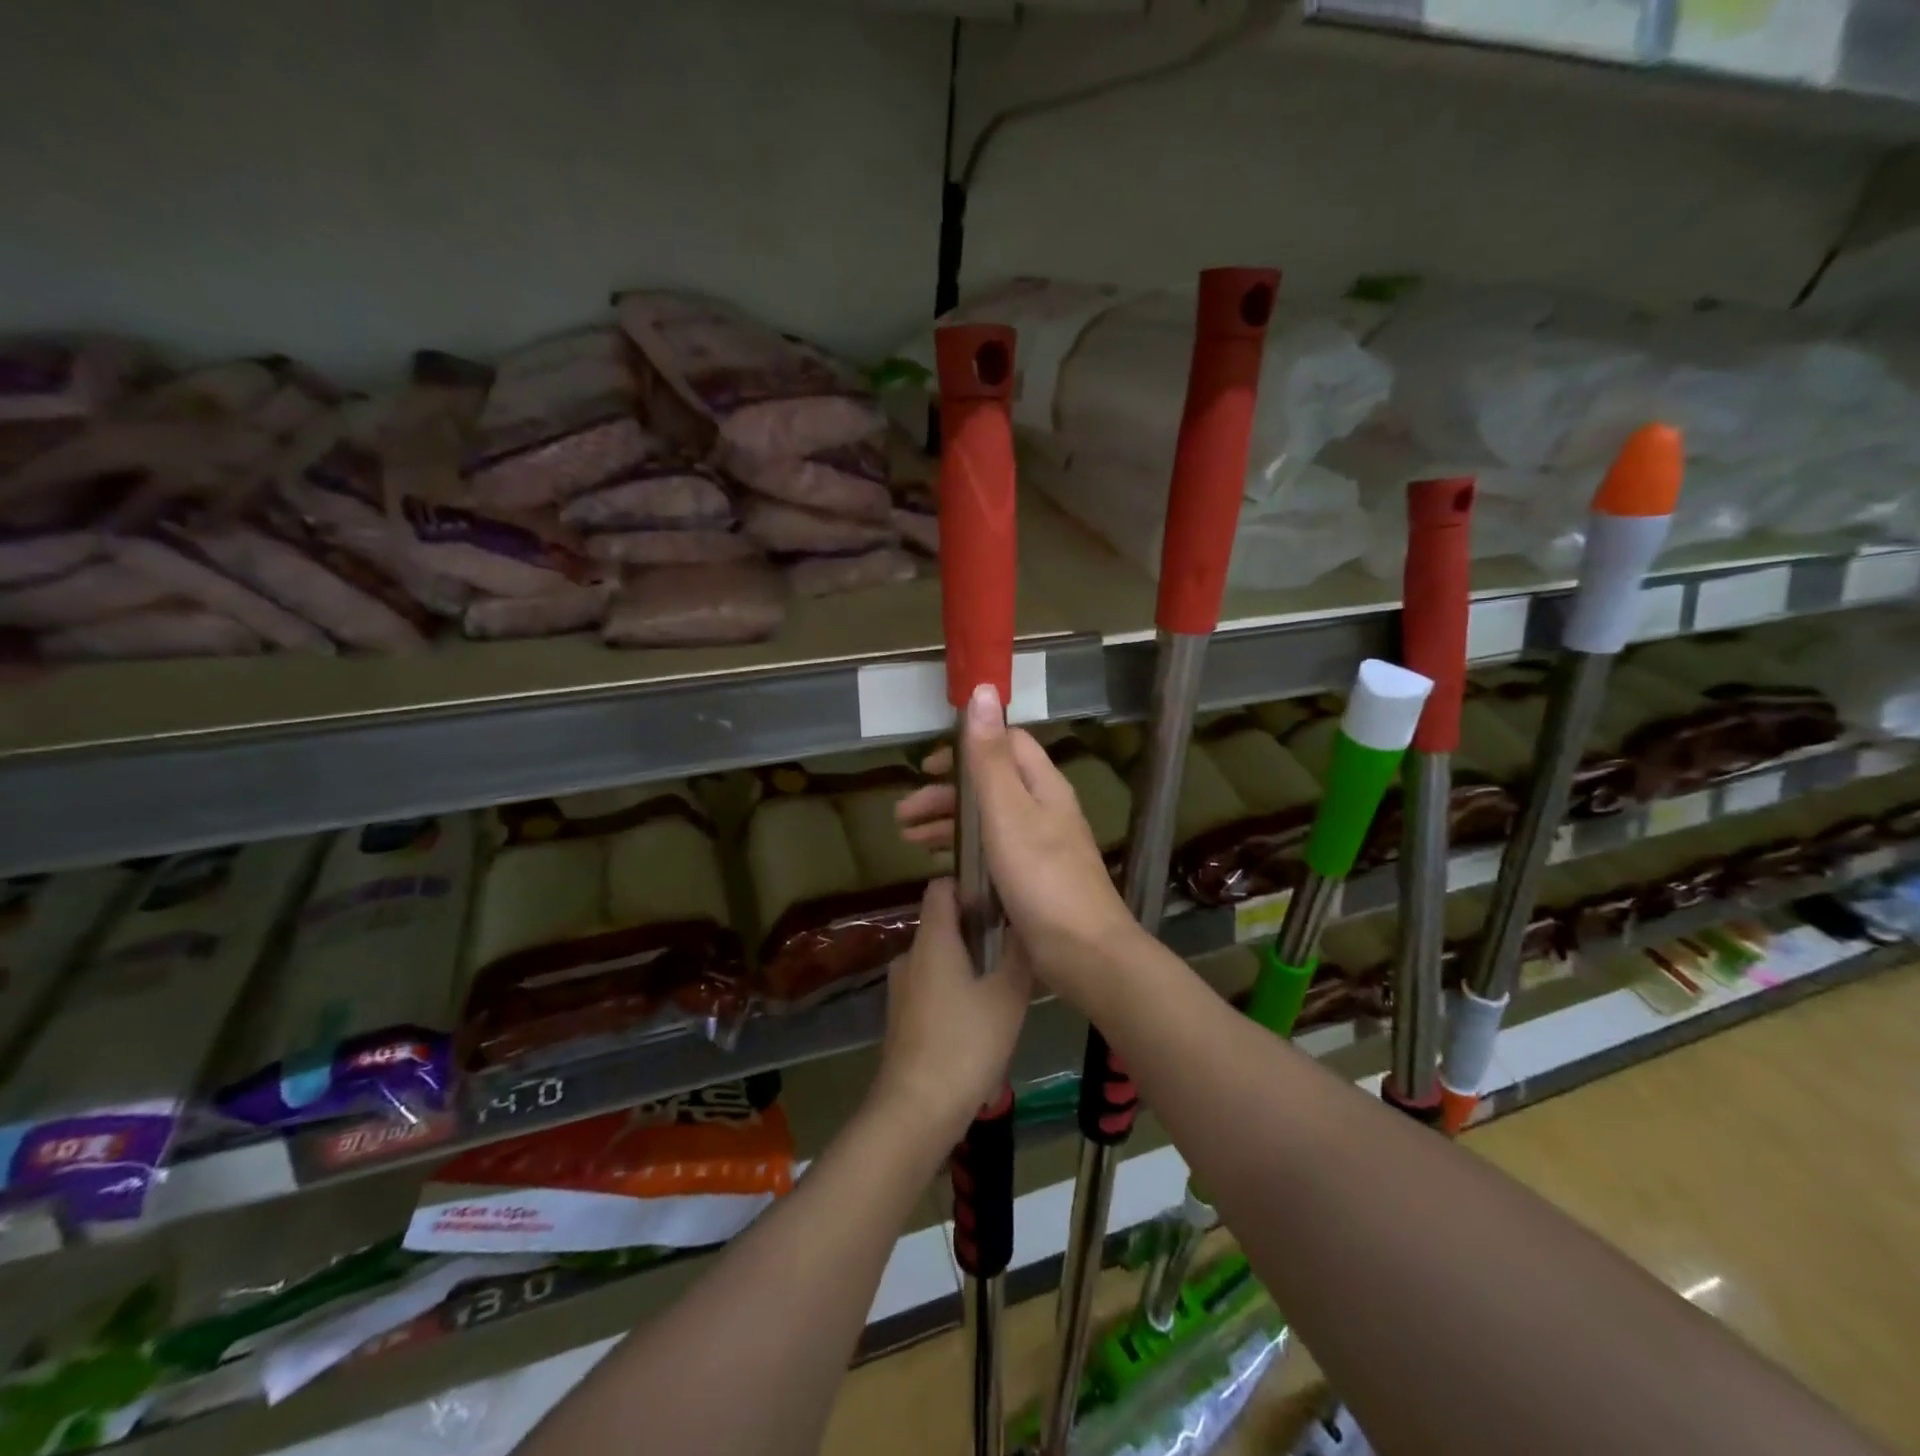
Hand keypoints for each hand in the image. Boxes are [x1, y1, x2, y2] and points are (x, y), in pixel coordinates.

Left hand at [872, 877, 1032, 1143]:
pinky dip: (955, 987)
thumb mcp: (1007, 996)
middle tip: (1013, 942)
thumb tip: (1026, 922)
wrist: (916, 1109)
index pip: (941, 887)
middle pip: (942, 923)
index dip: (969, 884)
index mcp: (933, 940)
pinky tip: (981, 1015)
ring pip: (939, 958)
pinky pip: (932, 985)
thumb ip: (1019, 955)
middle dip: (976, 926)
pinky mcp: (902, 1016)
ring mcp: (902, 988)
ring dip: (968, 961)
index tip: (1000, 896)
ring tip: (1004, 981)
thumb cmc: (965, 1043)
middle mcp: (911, 955)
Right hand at [895, 684, 1142, 1006]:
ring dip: (948, 824)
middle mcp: (1044, 809)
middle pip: (990, 785)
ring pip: (988, 821)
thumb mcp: (1007, 811)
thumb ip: (989, 757)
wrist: (1083, 952)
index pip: (1005, 745)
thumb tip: (982, 691)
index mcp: (1043, 786)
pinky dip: (964, 852)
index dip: (967, 747)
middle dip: (946, 794)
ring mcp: (1040, 846)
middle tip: (904, 814)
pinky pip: (992, 852)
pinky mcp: (1033, 879)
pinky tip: (940, 868)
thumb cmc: (1040, 876)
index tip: (929, 767)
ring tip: (909, 841)